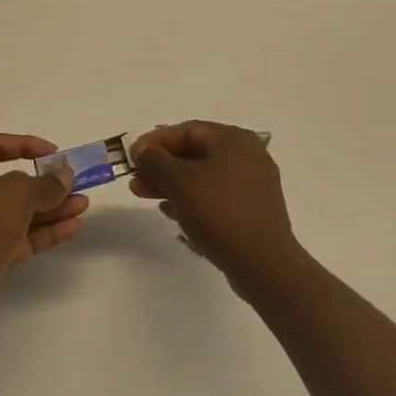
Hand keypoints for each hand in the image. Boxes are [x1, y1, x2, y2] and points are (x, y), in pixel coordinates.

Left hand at [0, 134, 89, 319]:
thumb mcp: (18, 194)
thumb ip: (45, 183)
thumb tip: (65, 175)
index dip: (26, 145)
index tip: (54, 154)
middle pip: (9, 183)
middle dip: (44, 185)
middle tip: (74, 184)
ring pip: (17, 213)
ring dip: (50, 209)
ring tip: (82, 205)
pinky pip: (18, 237)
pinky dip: (43, 232)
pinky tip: (72, 227)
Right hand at [131, 121, 298, 285]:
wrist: (263, 265)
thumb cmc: (219, 212)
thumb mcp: (180, 181)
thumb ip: (156, 160)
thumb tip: (142, 150)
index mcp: (234, 140)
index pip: (188, 130)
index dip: (156, 141)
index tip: (132, 155)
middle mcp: (247, 156)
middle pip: (195, 154)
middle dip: (161, 166)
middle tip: (135, 178)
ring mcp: (253, 185)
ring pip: (203, 177)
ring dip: (172, 184)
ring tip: (144, 195)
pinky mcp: (253, 211)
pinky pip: (216, 197)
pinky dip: (192, 200)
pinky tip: (171, 212)